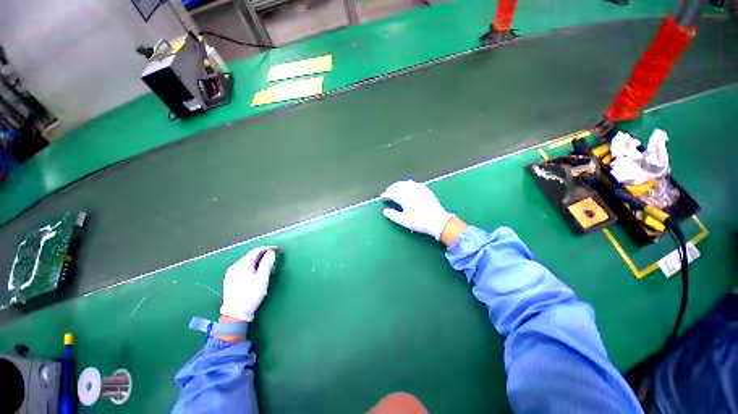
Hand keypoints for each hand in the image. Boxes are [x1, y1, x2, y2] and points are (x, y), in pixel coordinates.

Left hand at [220, 246, 276, 321]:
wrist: (235, 314)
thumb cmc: (251, 295)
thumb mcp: (262, 279)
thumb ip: (267, 263)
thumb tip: (271, 252)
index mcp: (243, 264)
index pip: (257, 250)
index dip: (268, 248)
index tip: (277, 250)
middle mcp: (235, 266)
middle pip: (252, 255)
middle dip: (264, 256)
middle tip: (274, 262)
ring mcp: (231, 273)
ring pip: (248, 262)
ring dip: (259, 262)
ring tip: (267, 270)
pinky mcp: (231, 279)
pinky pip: (244, 268)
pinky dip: (252, 267)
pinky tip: (257, 275)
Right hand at [380, 180, 454, 240]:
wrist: (438, 222)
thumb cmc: (420, 222)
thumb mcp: (405, 222)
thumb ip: (393, 215)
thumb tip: (385, 211)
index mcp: (405, 198)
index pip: (392, 193)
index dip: (386, 194)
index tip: (382, 198)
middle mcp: (412, 191)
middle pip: (398, 186)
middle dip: (391, 189)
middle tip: (387, 194)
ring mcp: (420, 189)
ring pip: (406, 183)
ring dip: (398, 185)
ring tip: (395, 190)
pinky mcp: (426, 189)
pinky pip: (414, 183)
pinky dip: (407, 184)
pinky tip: (407, 187)